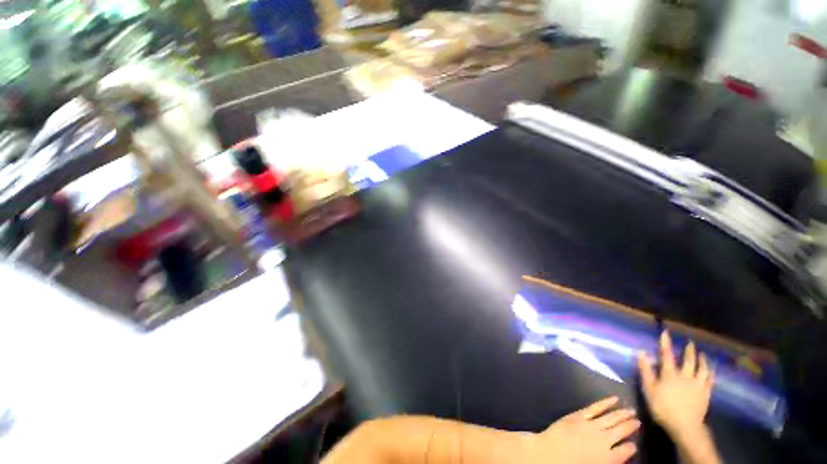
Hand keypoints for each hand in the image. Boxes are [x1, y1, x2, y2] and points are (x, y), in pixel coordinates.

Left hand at [525, 396, 638, 463]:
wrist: (550, 454)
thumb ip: (609, 462)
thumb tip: (618, 458)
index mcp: (609, 459)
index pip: (627, 451)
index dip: (631, 447)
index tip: (634, 444)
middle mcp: (604, 441)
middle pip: (621, 431)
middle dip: (631, 426)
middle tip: (638, 421)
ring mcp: (592, 426)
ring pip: (611, 418)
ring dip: (622, 414)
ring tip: (631, 410)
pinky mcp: (579, 416)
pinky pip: (595, 407)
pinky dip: (606, 402)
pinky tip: (614, 399)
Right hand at [638, 331, 713, 438]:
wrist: (685, 425)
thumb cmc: (663, 407)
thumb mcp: (649, 389)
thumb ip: (645, 371)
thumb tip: (642, 352)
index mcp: (670, 374)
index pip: (667, 355)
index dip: (666, 343)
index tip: (665, 332)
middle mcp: (685, 376)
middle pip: (688, 361)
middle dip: (689, 351)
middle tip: (690, 343)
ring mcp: (698, 385)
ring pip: (702, 369)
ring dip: (702, 361)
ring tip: (703, 355)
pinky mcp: (705, 394)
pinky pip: (710, 381)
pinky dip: (711, 374)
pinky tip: (712, 371)